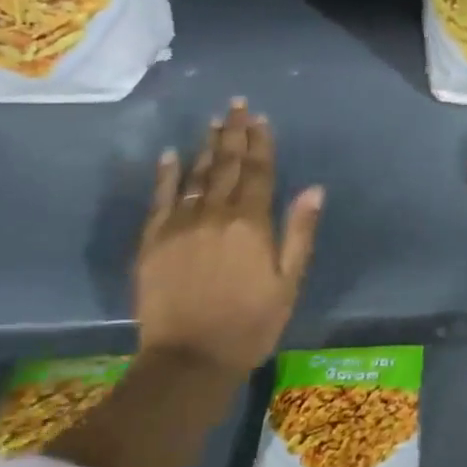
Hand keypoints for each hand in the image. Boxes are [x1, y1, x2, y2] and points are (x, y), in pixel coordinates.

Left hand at [135, 100, 324, 375]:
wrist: (189, 360)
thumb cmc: (251, 323)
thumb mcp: (288, 282)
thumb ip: (299, 232)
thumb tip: (314, 189)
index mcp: (251, 223)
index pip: (257, 172)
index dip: (260, 144)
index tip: (261, 119)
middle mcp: (215, 215)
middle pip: (225, 166)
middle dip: (233, 134)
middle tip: (236, 105)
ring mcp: (179, 226)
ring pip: (196, 176)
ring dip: (206, 147)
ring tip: (213, 122)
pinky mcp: (152, 241)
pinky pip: (160, 199)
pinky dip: (166, 175)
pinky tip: (171, 155)